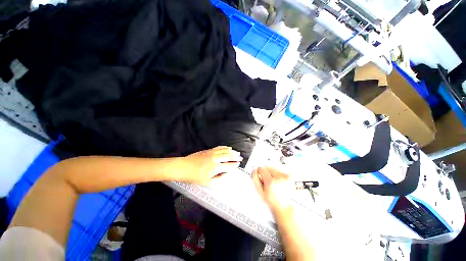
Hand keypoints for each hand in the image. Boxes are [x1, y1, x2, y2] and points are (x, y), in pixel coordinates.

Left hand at [178, 146, 242, 185]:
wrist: (184, 167)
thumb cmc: (195, 176)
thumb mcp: (208, 182)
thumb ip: (219, 178)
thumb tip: (226, 174)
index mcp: (216, 167)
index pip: (229, 165)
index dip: (234, 165)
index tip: (238, 164)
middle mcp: (215, 159)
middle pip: (228, 156)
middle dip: (236, 157)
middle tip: (240, 157)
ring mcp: (212, 153)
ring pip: (225, 151)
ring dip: (232, 151)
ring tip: (237, 152)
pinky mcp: (208, 150)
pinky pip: (219, 147)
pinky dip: (224, 147)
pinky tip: (227, 147)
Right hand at [252, 167, 294, 213]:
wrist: (284, 207)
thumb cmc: (272, 201)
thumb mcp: (260, 191)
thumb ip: (255, 179)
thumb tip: (255, 170)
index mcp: (271, 182)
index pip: (261, 169)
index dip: (259, 173)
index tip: (261, 178)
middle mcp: (279, 178)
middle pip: (268, 167)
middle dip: (266, 173)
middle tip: (267, 182)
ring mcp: (285, 177)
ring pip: (273, 168)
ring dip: (271, 173)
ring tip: (273, 183)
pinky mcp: (289, 176)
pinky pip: (279, 171)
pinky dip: (277, 175)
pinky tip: (278, 182)